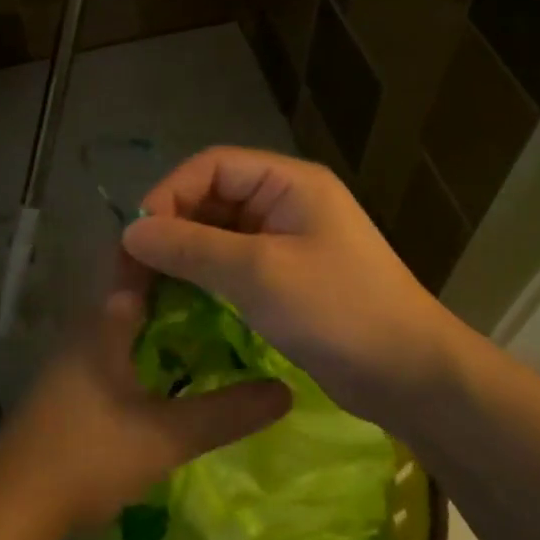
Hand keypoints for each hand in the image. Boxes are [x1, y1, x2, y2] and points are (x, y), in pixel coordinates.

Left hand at [0, 257, 290, 539]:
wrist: (9, 510)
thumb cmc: (86, 458)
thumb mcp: (165, 437)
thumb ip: (226, 413)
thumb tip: (286, 390)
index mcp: (105, 320)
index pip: (141, 259)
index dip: (178, 243)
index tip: (221, 239)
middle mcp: (87, 326)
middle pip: (138, 286)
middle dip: (183, 279)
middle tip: (234, 281)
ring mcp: (74, 356)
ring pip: (127, 318)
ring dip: (165, 312)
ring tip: (219, 315)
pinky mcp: (70, 384)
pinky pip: (117, 345)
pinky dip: (148, 342)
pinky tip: (175, 363)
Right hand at [122, 147, 469, 433]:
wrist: (408, 374)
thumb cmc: (338, 310)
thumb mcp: (259, 273)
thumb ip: (192, 247)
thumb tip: (131, 231)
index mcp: (289, 182)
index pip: (212, 165)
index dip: (169, 193)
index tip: (137, 238)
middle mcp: (285, 202)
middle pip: (212, 198)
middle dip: (172, 227)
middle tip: (134, 270)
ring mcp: (286, 241)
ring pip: (218, 234)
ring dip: (184, 256)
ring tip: (147, 288)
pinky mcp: (285, 278)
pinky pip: (232, 265)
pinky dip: (204, 279)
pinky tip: (178, 302)